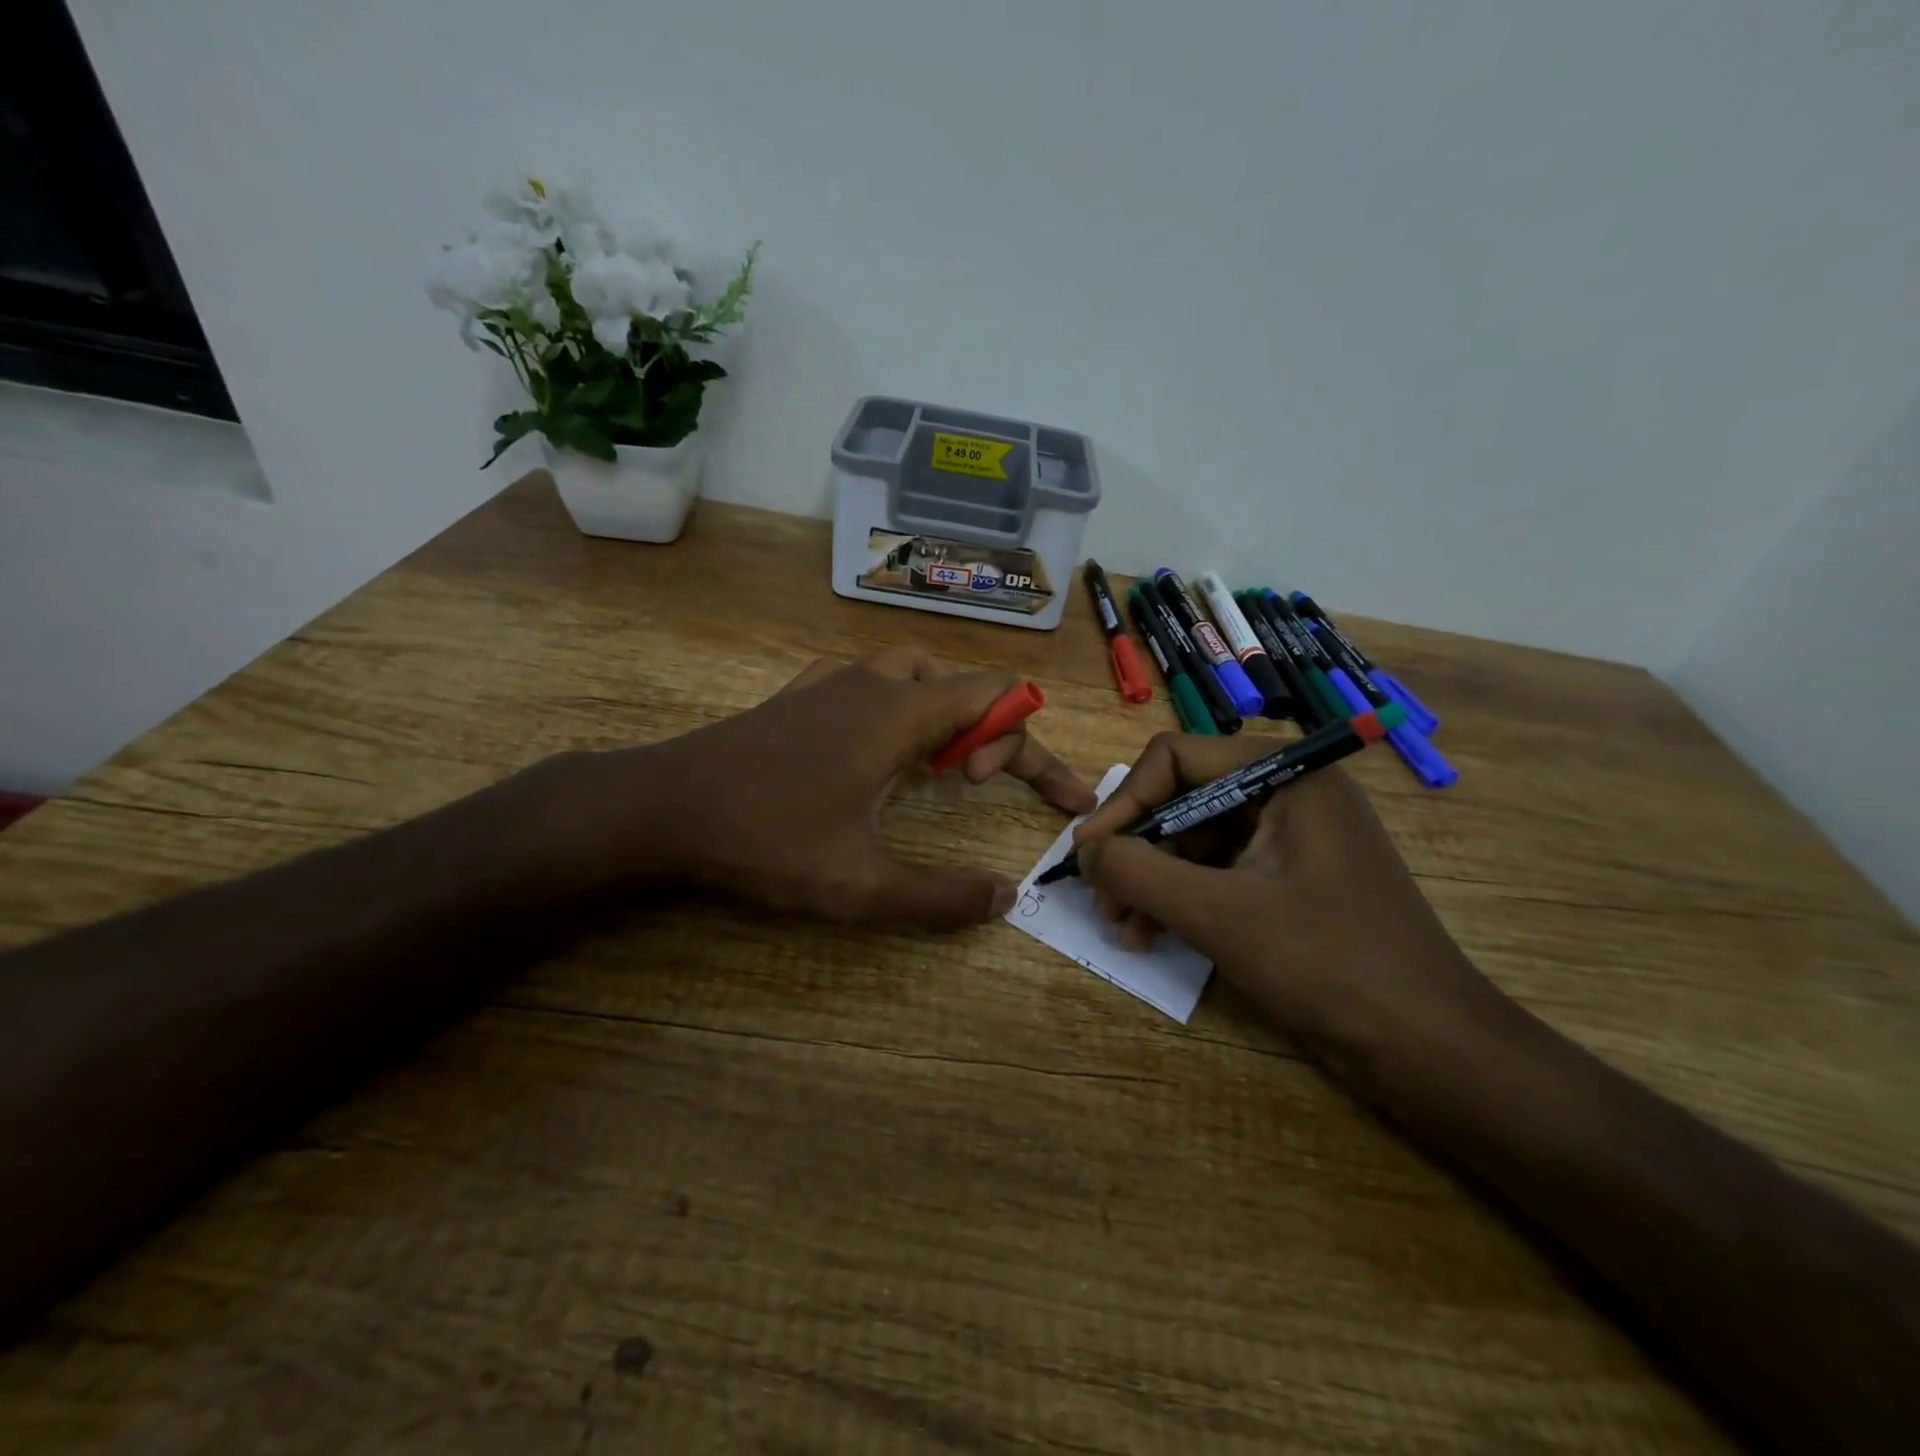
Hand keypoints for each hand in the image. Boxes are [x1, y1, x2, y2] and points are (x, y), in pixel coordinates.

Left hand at [598, 648, 1095, 928]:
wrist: (660, 808)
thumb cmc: (764, 840)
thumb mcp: (859, 885)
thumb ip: (940, 896)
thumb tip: (1004, 899)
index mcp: (900, 714)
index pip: (999, 695)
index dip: (1028, 741)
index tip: (1015, 794)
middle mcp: (873, 683)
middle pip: (962, 682)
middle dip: (991, 729)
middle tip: (972, 784)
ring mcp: (831, 682)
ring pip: (915, 673)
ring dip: (944, 711)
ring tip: (935, 763)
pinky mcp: (799, 694)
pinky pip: (870, 679)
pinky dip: (898, 703)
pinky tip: (877, 743)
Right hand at [1073, 732, 1498, 1073]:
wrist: (1431, 1051)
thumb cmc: (1328, 964)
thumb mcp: (1218, 914)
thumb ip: (1138, 872)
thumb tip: (1083, 850)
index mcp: (1284, 774)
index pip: (1175, 758)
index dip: (1124, 802)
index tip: (1088, 854)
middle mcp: (1287, 793)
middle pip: (1181, 800)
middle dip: (1137, 851)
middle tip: (1103, 901)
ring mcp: (1291, 839)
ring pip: (1194, 842)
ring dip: (1152, 881)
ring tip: (1123, 930)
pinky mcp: (1289, 882)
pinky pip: (1217, 874)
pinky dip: (1182, 900)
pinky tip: (1153, 937)